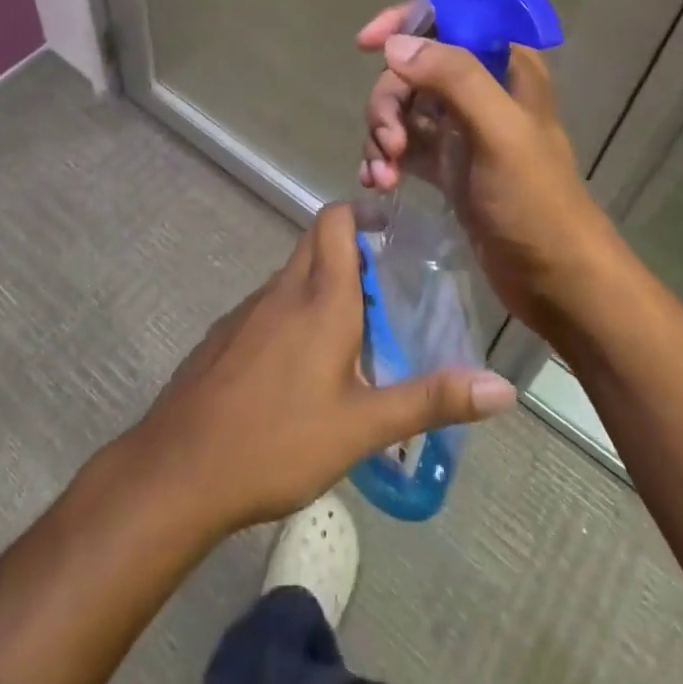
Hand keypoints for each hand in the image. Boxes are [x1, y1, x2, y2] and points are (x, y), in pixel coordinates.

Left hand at [129, 203, 516, 536]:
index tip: (395, 232)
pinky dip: (293, 314)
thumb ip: (432, 400)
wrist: (179, 470)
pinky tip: (301, 370)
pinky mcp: (224, 334)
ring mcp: (248, 310)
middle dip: (352, 251)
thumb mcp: (363, 426)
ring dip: (324, 286)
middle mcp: (283, 289)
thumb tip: (503, 388)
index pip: (337, 220)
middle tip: (387, 291)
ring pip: (293, 276)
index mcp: (321, 296)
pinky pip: (269, 306)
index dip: (364, 213)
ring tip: (354, 335)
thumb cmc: (279, 440)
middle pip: (317, 242)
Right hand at [356, 6, 623, 339]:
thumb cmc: (536, 202)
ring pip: (403, 107)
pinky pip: (402, 145)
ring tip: (382, 174)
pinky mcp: (448, 164)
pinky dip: (384, 158)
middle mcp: (482, 88)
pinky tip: (378, 184)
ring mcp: (462, 127)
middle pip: (413, 67)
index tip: (367, 44)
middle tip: (387, 142)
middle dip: (388, 100)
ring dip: (381, 134)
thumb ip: (454, 78)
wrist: (556, 281)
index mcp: (506, 65)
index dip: (404, 21)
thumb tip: (395, 46)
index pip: (448, 17)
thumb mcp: (500, 132)